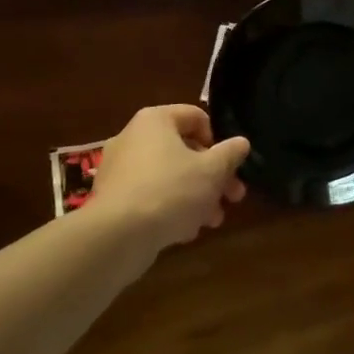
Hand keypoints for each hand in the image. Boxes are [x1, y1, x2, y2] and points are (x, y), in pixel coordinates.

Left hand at [88, 105, 248, 255]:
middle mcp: (133, 138)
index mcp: (155, 120)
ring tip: (213, 221)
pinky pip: (149, 196)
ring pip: (168, 176)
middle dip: (212, 176)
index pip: (195, 117)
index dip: (218, 139)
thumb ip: (230, 154)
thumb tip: (241, 143)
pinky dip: (170, 208)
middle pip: (183, 150)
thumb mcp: (211, 171)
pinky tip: (185, 231)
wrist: (117, 237)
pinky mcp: (112, 200)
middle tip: (232, 197)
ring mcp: (119, 170)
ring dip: (196, 196)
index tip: (229, 165)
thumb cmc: (171, 190)